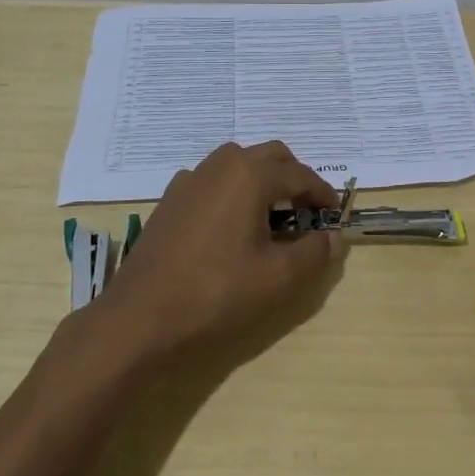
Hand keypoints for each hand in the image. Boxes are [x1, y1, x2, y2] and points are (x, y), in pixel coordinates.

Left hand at [107, 141, 347, 349]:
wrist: (139, 319)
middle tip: (307, 212)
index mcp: (249, 175)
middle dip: (294, 178)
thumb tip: (332, 236)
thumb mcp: (278, 278)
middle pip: (270, 156)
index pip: (300, 175)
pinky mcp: (170, 200)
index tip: (335, 216)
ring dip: (262, 180)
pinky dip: (233, 190)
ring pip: (238, 163)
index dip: (323, 194)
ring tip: (272, 217)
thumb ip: (314, 252)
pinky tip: (231, 226)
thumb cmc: (216, 294)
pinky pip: (212, 180)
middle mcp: (219, 165)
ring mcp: (189, 180)